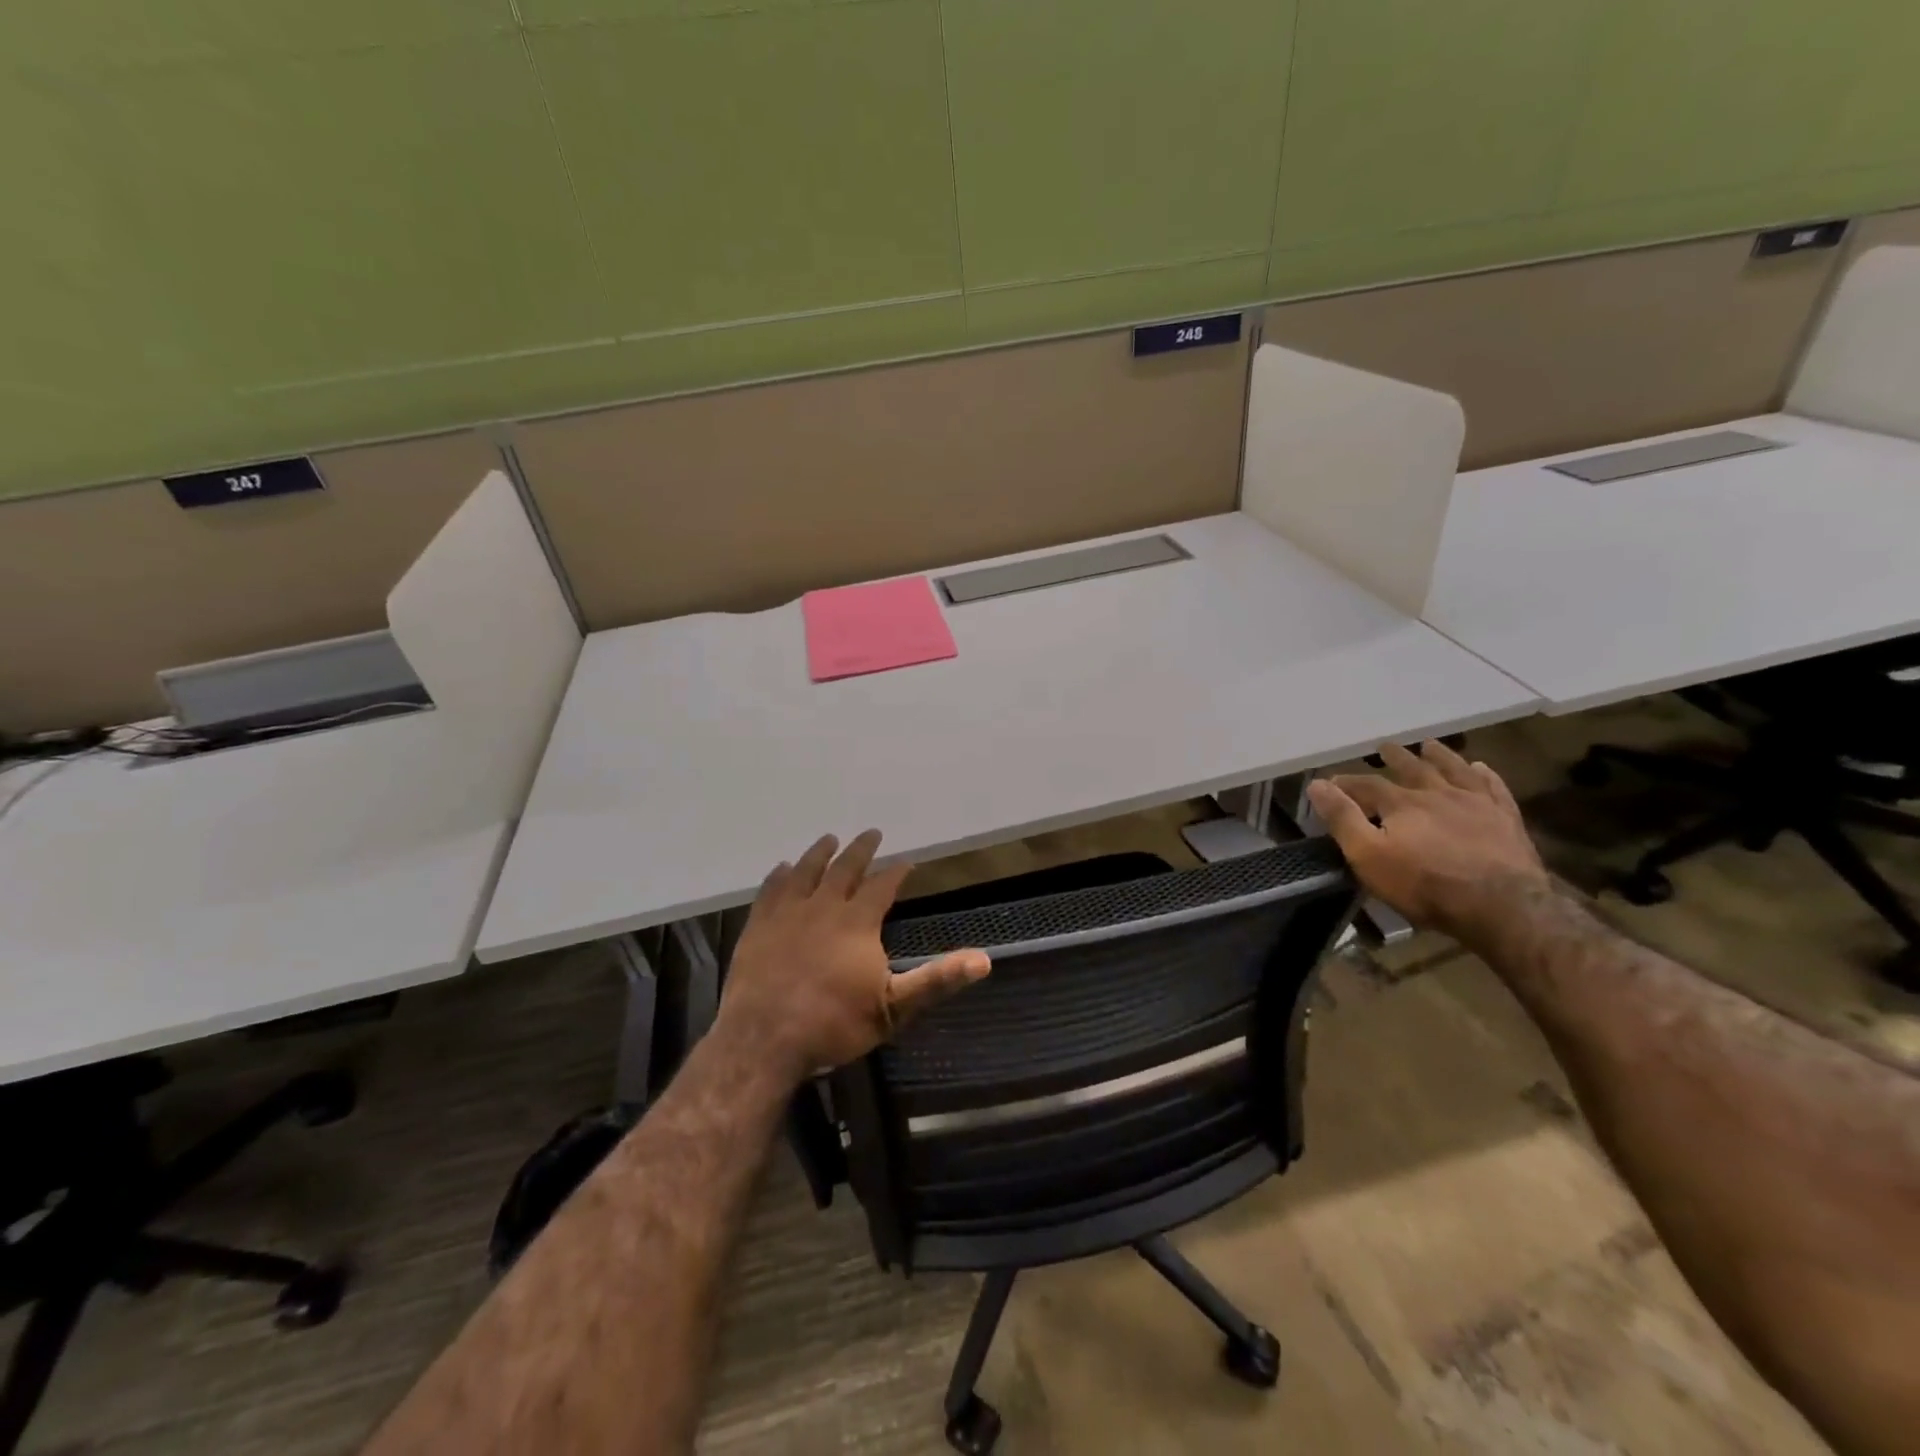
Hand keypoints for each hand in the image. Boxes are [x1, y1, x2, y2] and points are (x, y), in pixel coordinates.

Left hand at [719, 830, 990, 1080]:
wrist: (764, 1040)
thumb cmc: (834, 1025)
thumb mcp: (893, 1008)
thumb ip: (936, 980)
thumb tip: (983, 960)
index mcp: (857, 922)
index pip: (883, 886)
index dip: (897, 872)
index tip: (907, 861)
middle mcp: (823, 907)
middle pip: (844, 868)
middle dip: (860, 850)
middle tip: (871, 833)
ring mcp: (787, 914)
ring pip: (806, 871)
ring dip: (819, 853)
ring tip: (829, 839)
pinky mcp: (758, 926)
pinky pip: (770, 891)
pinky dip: (779, 876)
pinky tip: (782, 868)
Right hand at [1305, 740, 1549, 945]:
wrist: (1502, 906)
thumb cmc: (1425, 885)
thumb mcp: (1369, 856)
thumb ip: (1342, 818)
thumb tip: (1317, 784)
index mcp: (1401, 803)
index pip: (1367, 784)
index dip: (1346, 782)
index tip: (1331, 782)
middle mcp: (1437, 793)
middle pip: (1412, 769)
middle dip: (1395, 758)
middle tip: (1385, 747)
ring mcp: (1476, 803)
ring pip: (1454, 770)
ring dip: (1440, 756)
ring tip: (1429, 745)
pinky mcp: (1506, 819)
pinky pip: (1494, 788)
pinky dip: (1485, 775)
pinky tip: (1481, 768)